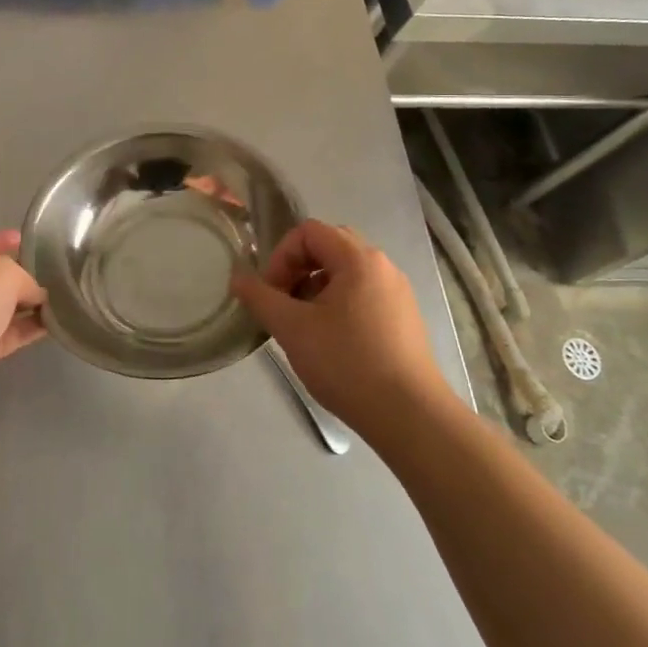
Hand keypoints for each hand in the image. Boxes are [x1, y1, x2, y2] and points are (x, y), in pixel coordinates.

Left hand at [0, 230, 45, 411]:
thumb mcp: (4, 271)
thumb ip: (25, 278)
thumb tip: (36, 295)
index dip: (1, 239)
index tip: (27, 240)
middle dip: (19, 275)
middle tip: (52, 272)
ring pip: (1, 308)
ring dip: (28, 305)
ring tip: (62, 298)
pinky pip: (8, 335)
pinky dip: (29, 329)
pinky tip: (54, 323)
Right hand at [231, 220, 452, 436]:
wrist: (409, 415)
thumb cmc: (347, 363)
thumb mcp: (292, 329)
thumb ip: (260, 298)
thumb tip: (238, 278)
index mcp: (358, 259)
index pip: (308, 231)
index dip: (281, 256)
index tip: (271, 293)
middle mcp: (382, 266)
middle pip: (329, 247)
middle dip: (297, 270)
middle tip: (283, 304)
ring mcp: (397, 292)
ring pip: (346, 273)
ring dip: (315, 289)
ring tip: (303, 327)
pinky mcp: (404, 318)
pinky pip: (363, 294)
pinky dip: (338, 305)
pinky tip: (331, 342)